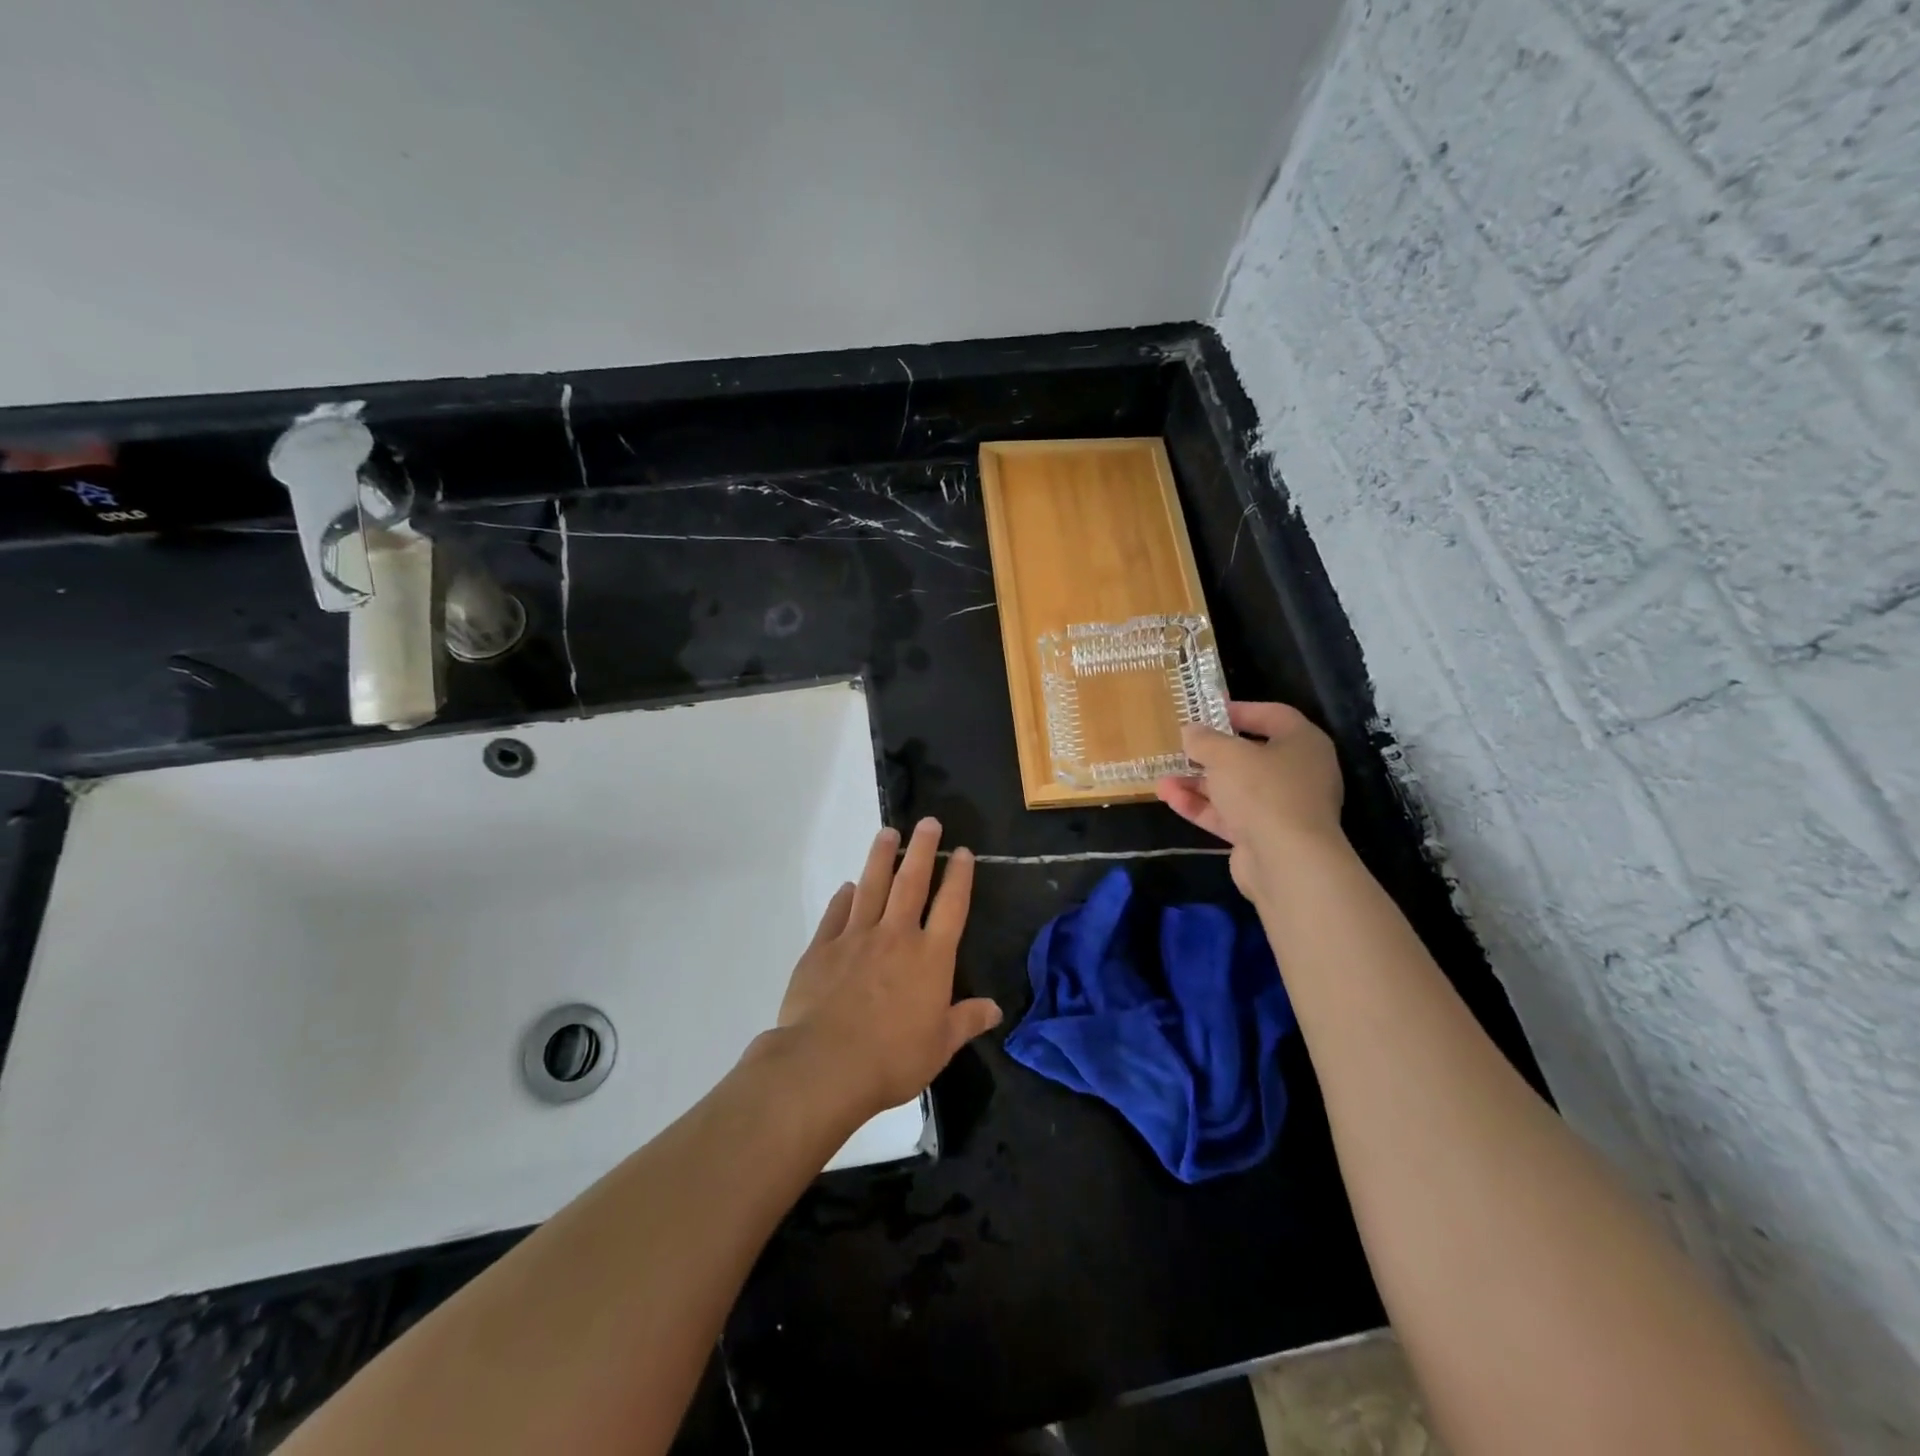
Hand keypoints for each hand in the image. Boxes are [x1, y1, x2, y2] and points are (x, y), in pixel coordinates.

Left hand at [775, 818, 1000, 1117]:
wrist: (826, 1064)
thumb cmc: (892, 1058)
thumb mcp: (940, 1046)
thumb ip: (966, 1021)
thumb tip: (995, 1009)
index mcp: (930, 957)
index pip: (951, 906)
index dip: (959, 876)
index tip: (963, 851)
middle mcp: (896, 936)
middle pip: (912, 882)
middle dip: (922, 849)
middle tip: (928, 822)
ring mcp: (856, 938)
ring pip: (872, 886)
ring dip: (881, 857)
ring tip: (888, 833)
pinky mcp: (822, 948)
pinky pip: (836, 914)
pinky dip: (844, 897)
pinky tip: (848, 886)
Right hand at [1156, 701, 1345, 896]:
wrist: (1287, 861)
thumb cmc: (1263, 791)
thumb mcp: (1226, 755)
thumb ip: (1204, 740)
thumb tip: (1190, 731)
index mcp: (1302, 743)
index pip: (1273, 715)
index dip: (1240, 710)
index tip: (1208, 712)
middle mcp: (1297, 773)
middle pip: (1250, 755)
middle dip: (1211, 753)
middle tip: (1181, 746)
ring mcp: (1281, 807)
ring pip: (1235, 788)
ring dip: (1198, 782)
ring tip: (1162, 777)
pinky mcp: (1263, 836)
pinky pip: (1229, 814)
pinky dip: (1201, 806)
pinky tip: (1170, 798)